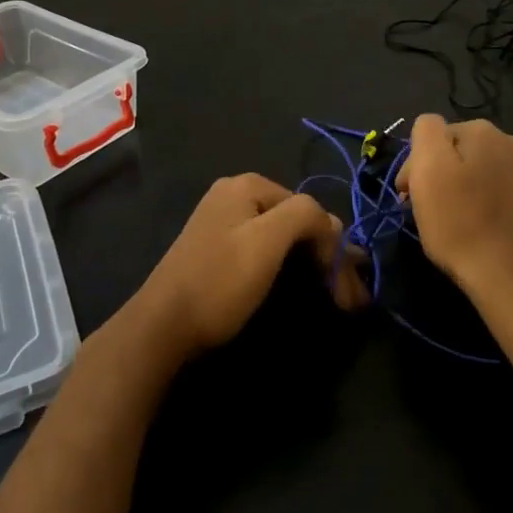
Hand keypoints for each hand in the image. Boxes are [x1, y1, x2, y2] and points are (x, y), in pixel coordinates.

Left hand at [129, 174, 368, 361]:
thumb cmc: (219, 281)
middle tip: (349, 300)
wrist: (162, 327)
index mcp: (247, 185)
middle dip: (326, 257)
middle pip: (296, 221)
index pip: (309, 208)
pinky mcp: (217, 250)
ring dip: (312, 265)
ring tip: (336, 298)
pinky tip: (300, 287)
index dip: (333, 247)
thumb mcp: (266, 242)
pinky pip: (263, 251)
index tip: (350, 291)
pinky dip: (287, 268)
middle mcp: (235, 195)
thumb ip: (303, 216)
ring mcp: (224, 223)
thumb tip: (332, 223)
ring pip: (282, 239)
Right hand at [397, 114, 512, 314]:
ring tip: (465, 223)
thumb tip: (432, 127)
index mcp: (484, 132)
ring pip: (494, 175)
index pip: (438, 136)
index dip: (418, 165)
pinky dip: (502, 209)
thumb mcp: (428, 171)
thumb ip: (427, 132)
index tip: (410, 196)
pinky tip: (494, 233)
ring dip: (477, 189)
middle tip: (434, 211)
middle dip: (449, 174)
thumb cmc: (462, 225)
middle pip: (468, 153)